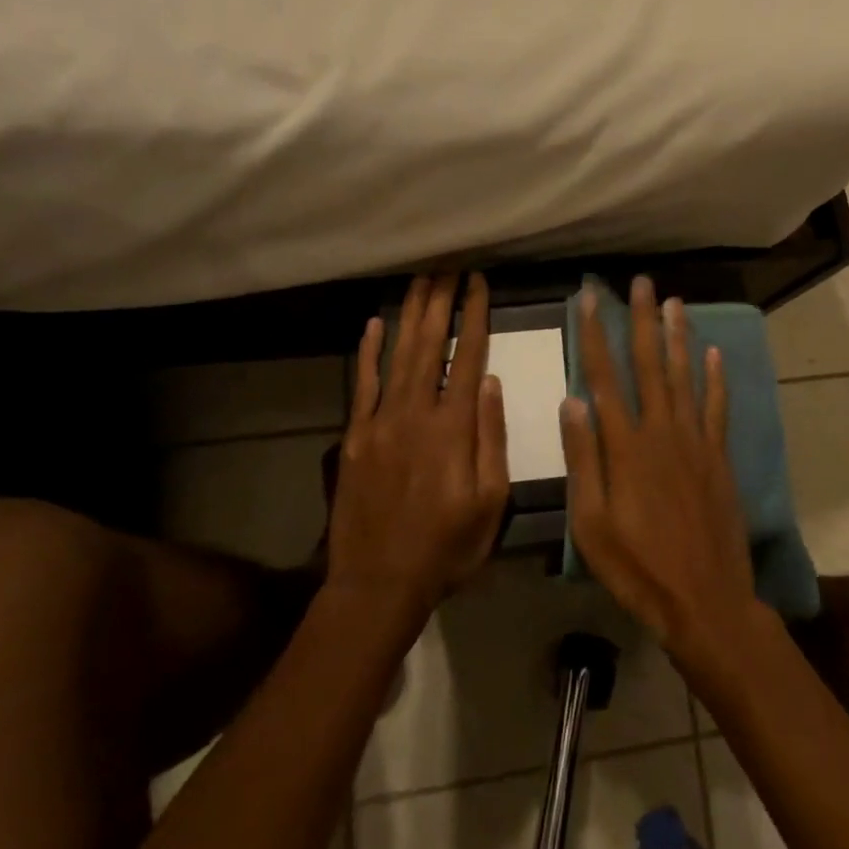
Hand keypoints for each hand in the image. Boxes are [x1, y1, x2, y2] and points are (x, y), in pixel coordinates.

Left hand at [326, 273, 509, 620]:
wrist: (378, 584)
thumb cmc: (446, 547)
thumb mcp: (490, 502)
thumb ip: (491, 438)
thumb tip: (492, 382)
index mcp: (453, 427)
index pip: (468, 355)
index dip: (474, 315)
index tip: (479, 282)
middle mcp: (416, 412)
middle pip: (430, 343)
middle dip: (441, 300)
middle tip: (448, 264)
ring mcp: (380, 421)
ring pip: (399, 354)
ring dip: (410, 313)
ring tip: (421, 279)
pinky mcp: (355, 436)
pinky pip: (362, 384)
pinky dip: (368, 351)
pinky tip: (375, 323)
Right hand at [560, 277, 761, 665]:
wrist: (705, 601)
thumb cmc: (637, 567)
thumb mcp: (591, 523)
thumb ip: (583, 459)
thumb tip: (571, 400)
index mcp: (625, 446)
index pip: (605, 376)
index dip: (596, 334)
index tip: (590, 299)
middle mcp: (661, 431)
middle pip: (649, 364)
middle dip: (642, 320)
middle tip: (640, 283)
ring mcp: (695, 442)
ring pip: (685, 376)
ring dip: (678, 337)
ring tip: (674, 302)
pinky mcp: (719, 457)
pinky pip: (717, 408)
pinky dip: (716, 378)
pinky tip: (714, 353)